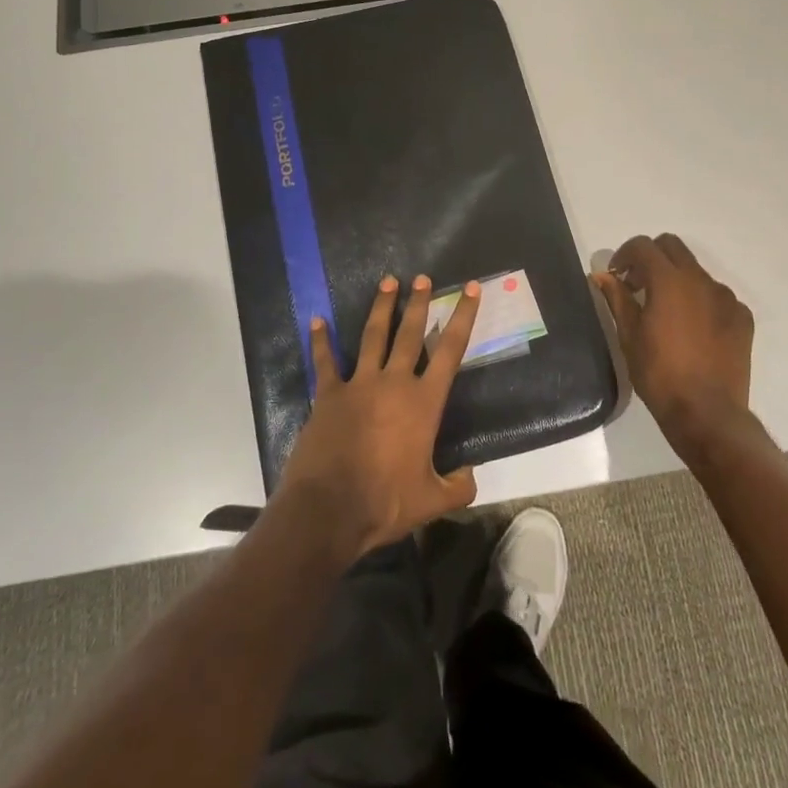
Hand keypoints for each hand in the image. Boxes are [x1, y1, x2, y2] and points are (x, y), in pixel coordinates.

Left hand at [275, 275, 481, 560]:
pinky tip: (316, 320)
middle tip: (423, 278)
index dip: (462, 317)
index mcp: (424, 403)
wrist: (330, 509)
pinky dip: (320, 341)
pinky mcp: (328, 394)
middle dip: (419, 303)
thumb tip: (470, 475)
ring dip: (381, 308)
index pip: (450, 350)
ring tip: (388, 282)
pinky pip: (324, 361)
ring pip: (373, 336)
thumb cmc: (385, 503)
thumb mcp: (432, 501)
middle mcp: (394, 383)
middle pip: (410, 333)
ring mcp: (358, 384)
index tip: (469, 289)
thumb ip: (458, 487)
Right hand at [593, 233, 754, 460]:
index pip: (643, 246)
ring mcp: (726, 297)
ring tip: (666, 312)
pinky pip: (716, 296)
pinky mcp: (742, 317)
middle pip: (672, 247)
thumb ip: (617, 298)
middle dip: (651, 258)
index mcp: (669, 281)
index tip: (617, 277)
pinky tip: (692, 330)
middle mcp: (701, 280)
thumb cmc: (660, 374)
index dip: (624, 255)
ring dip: (676, 280)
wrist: (707, 413)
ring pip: (696, 271)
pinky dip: (700, 301)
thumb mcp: (629, 336)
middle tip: (637, 286)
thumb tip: (603, 275)